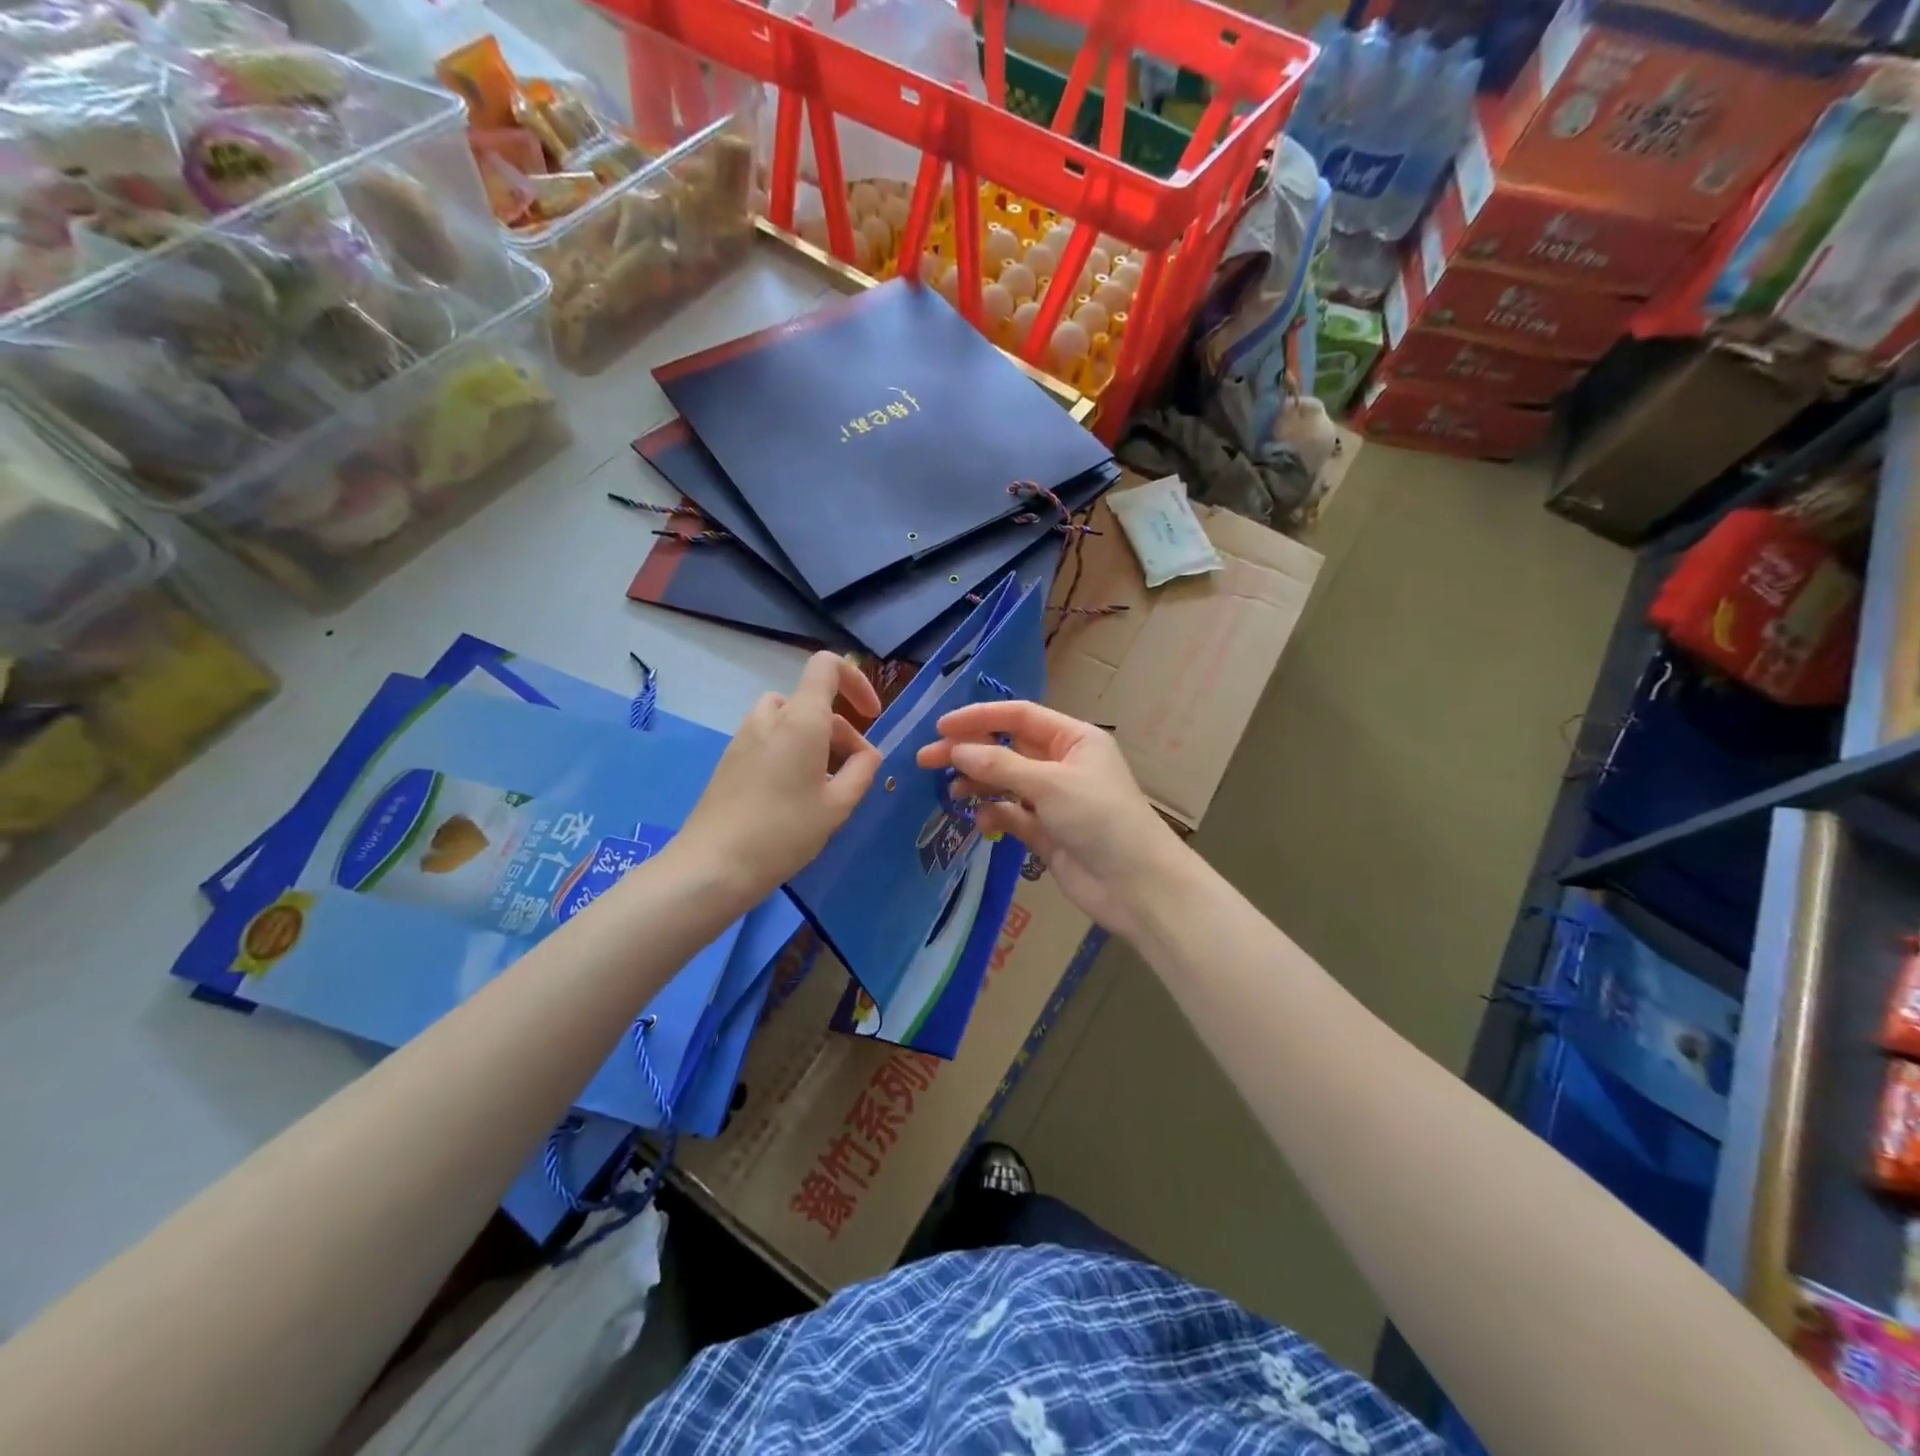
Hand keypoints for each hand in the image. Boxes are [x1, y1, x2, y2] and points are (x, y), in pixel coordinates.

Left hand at [676, 652, 881, 907]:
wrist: (714, 864)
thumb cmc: (785, 831)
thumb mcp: (838, 805)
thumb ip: (863, 770)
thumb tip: (868, 753)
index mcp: (802, 718)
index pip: (827, 666)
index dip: (856, 680)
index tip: (872, 714)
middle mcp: (771, 716)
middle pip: (814, 703)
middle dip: (842, 732)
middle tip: (855, 775)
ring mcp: (745, 735)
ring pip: (791, 722)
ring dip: (816, 742)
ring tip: (826, 786)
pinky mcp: (731, 758)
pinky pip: (771, 739)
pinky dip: (792, 752)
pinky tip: (795, 796)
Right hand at [916, 700, 1183, 938]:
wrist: (1137, 885)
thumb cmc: (1100, 819)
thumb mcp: (1050, 784)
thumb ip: (1000, 767)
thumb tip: (957, 751)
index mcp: (1073, 739)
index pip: (1019, 717)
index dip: (980, 717)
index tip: (941, 727)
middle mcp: (1062, 763)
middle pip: (1007, 749)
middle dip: (970, 751)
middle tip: (927, 759)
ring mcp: (1053, 799)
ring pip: (1006, 782)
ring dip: (978, 783)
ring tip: (950, 791)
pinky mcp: (1046, 832)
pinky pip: (1011, 814)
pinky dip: (994, 813)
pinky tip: (980, 817)